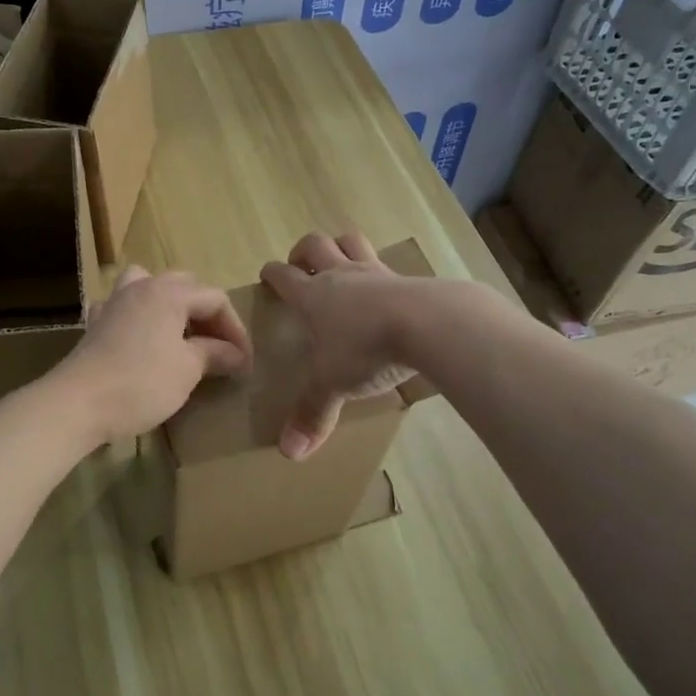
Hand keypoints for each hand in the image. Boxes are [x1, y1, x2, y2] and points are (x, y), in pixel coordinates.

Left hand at [57, 265, 251, 444]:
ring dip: (169, 302)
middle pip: (185, 286)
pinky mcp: (96, 323)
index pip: (215, 299)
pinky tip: (140, 333)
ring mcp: (114, 302)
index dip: (235, 328)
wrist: (78, 404)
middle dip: (207, 313)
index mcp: (169, 293)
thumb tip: (236, 354)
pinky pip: (121, 305)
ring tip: (180, 328)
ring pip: (148, 284)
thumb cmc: (142, 383)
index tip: (244, 361)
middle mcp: (142, 287)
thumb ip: (214, 354)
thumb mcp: (187, 370)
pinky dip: (136, 314)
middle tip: (220, 346)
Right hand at [260, 231, 422, 460]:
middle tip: (301, 265)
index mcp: (313, 295)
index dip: (272, 273)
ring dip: (340, 246)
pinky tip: (387, 288)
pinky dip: (381, 270)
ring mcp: (376, 272)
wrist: (428, 324)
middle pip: (315, 245)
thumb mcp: (333, 384)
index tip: (267, 275)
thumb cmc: (366, 349)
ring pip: (351, 241)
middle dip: (303, 251)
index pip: (283, 275)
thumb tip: (289, 453)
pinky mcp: (409, 278)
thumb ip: (312, 414)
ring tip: (339, 260)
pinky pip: (389, 264)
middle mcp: (341, 275)